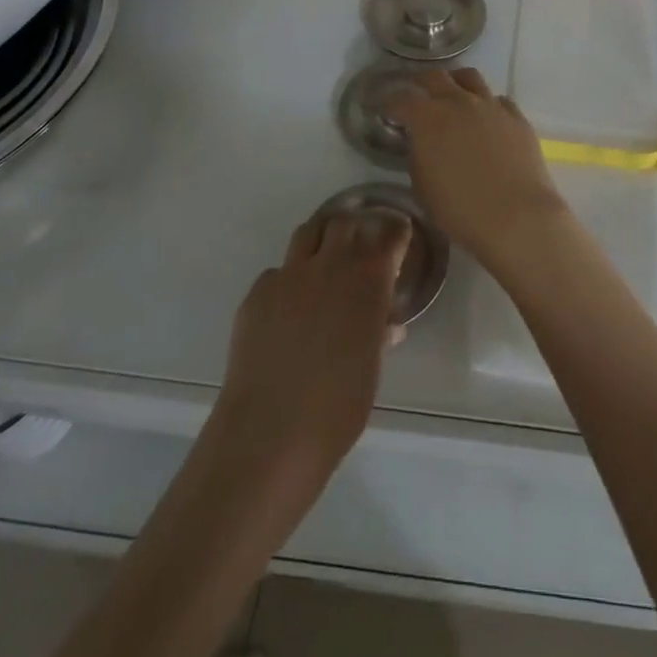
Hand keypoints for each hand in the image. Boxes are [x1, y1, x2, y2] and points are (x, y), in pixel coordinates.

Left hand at [214, 212, 411, 491]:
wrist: (271, 433)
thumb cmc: (338, 407)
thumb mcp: (371, 368)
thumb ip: (378, 334)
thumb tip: (386, 324)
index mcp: (368, 280)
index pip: (389, 234)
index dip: (395, 232)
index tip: (399, 236)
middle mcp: (330, 265)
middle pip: (345, 223)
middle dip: (356, 229)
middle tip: (361, 247)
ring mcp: (289, 275)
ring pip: (308, 233)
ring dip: (321, 241)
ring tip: (324, 261)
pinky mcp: (257, 294)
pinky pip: (277, 272)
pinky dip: (288, 279)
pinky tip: (288, 307)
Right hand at [384, 68, 568, 270]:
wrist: (516, 216)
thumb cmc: (461, 209)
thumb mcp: (423, 186)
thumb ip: (419, 154)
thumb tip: (423, 142)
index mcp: (428, 118)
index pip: (401, 99)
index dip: (390, 104)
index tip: (386, 110)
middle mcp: (459, 102)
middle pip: (435, 77)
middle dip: (421, 83)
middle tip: (417, 94)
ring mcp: (491, 106)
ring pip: (470, 77)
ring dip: (456, 82)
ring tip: (453, 95)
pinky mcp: (517, 117)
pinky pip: (498, 100)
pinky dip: (488, 104)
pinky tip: (487, 119)